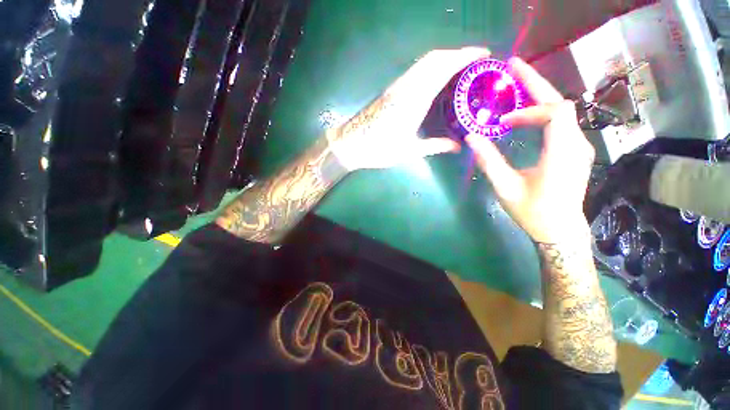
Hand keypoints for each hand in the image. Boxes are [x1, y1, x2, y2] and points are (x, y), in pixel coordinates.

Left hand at [328, 47, 490, 170]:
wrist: (350, 144)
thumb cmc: (378, 149)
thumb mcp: (408, 151)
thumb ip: (434, 146)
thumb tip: (457, 146)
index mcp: (414, 100)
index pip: (443, 67)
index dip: (465, 57)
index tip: (483, 55)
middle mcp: (406, 87)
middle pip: (434, 58)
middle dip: (457, 54)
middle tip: (474, 64)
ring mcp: (396, 87)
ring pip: (424, 63)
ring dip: (444, 59)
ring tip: (459, 70)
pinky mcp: (390, 91)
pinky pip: (415, 71)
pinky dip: (430, 68)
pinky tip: (435, 80)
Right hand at [466, 57, 594, 242]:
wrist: (560, 230)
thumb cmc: (533, 211)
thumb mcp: (505, 187)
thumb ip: (489, 161)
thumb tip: (472, 137)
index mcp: (562, 152)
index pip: (556, 112)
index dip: (528, 109)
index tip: (503, 121)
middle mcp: (575, 144)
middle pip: (561, 102)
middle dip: (536, 83)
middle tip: (513, 67)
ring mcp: (577, 146)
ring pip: (562, 111)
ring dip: (538, 97)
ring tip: (516, 86)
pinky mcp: (573, 151)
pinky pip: (560, 123)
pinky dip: (541, 113)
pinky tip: (525, 115)